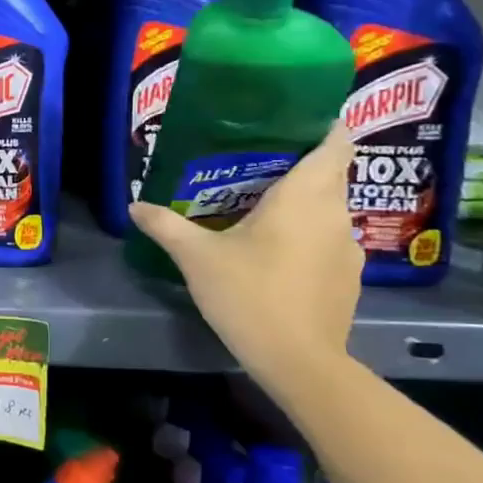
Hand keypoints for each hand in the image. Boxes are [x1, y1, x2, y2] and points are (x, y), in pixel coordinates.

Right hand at [130, 125, 360, 381]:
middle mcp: (335, 215)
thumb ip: (166, 226)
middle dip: (297, 165)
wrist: (299, 362)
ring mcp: (348, 249)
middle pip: (329, 175)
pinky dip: (306, 236)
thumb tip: (135, 205)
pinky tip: (275, 254)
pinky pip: (328, 240)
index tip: (292, 120)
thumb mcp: (197, 258)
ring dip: (301, 204)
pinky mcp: (348, 278)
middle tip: (253, 165)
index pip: (336, 142)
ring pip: (327, 210)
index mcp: (305, 197)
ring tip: (259, 210)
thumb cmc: (249, 294)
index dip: (322, 124)